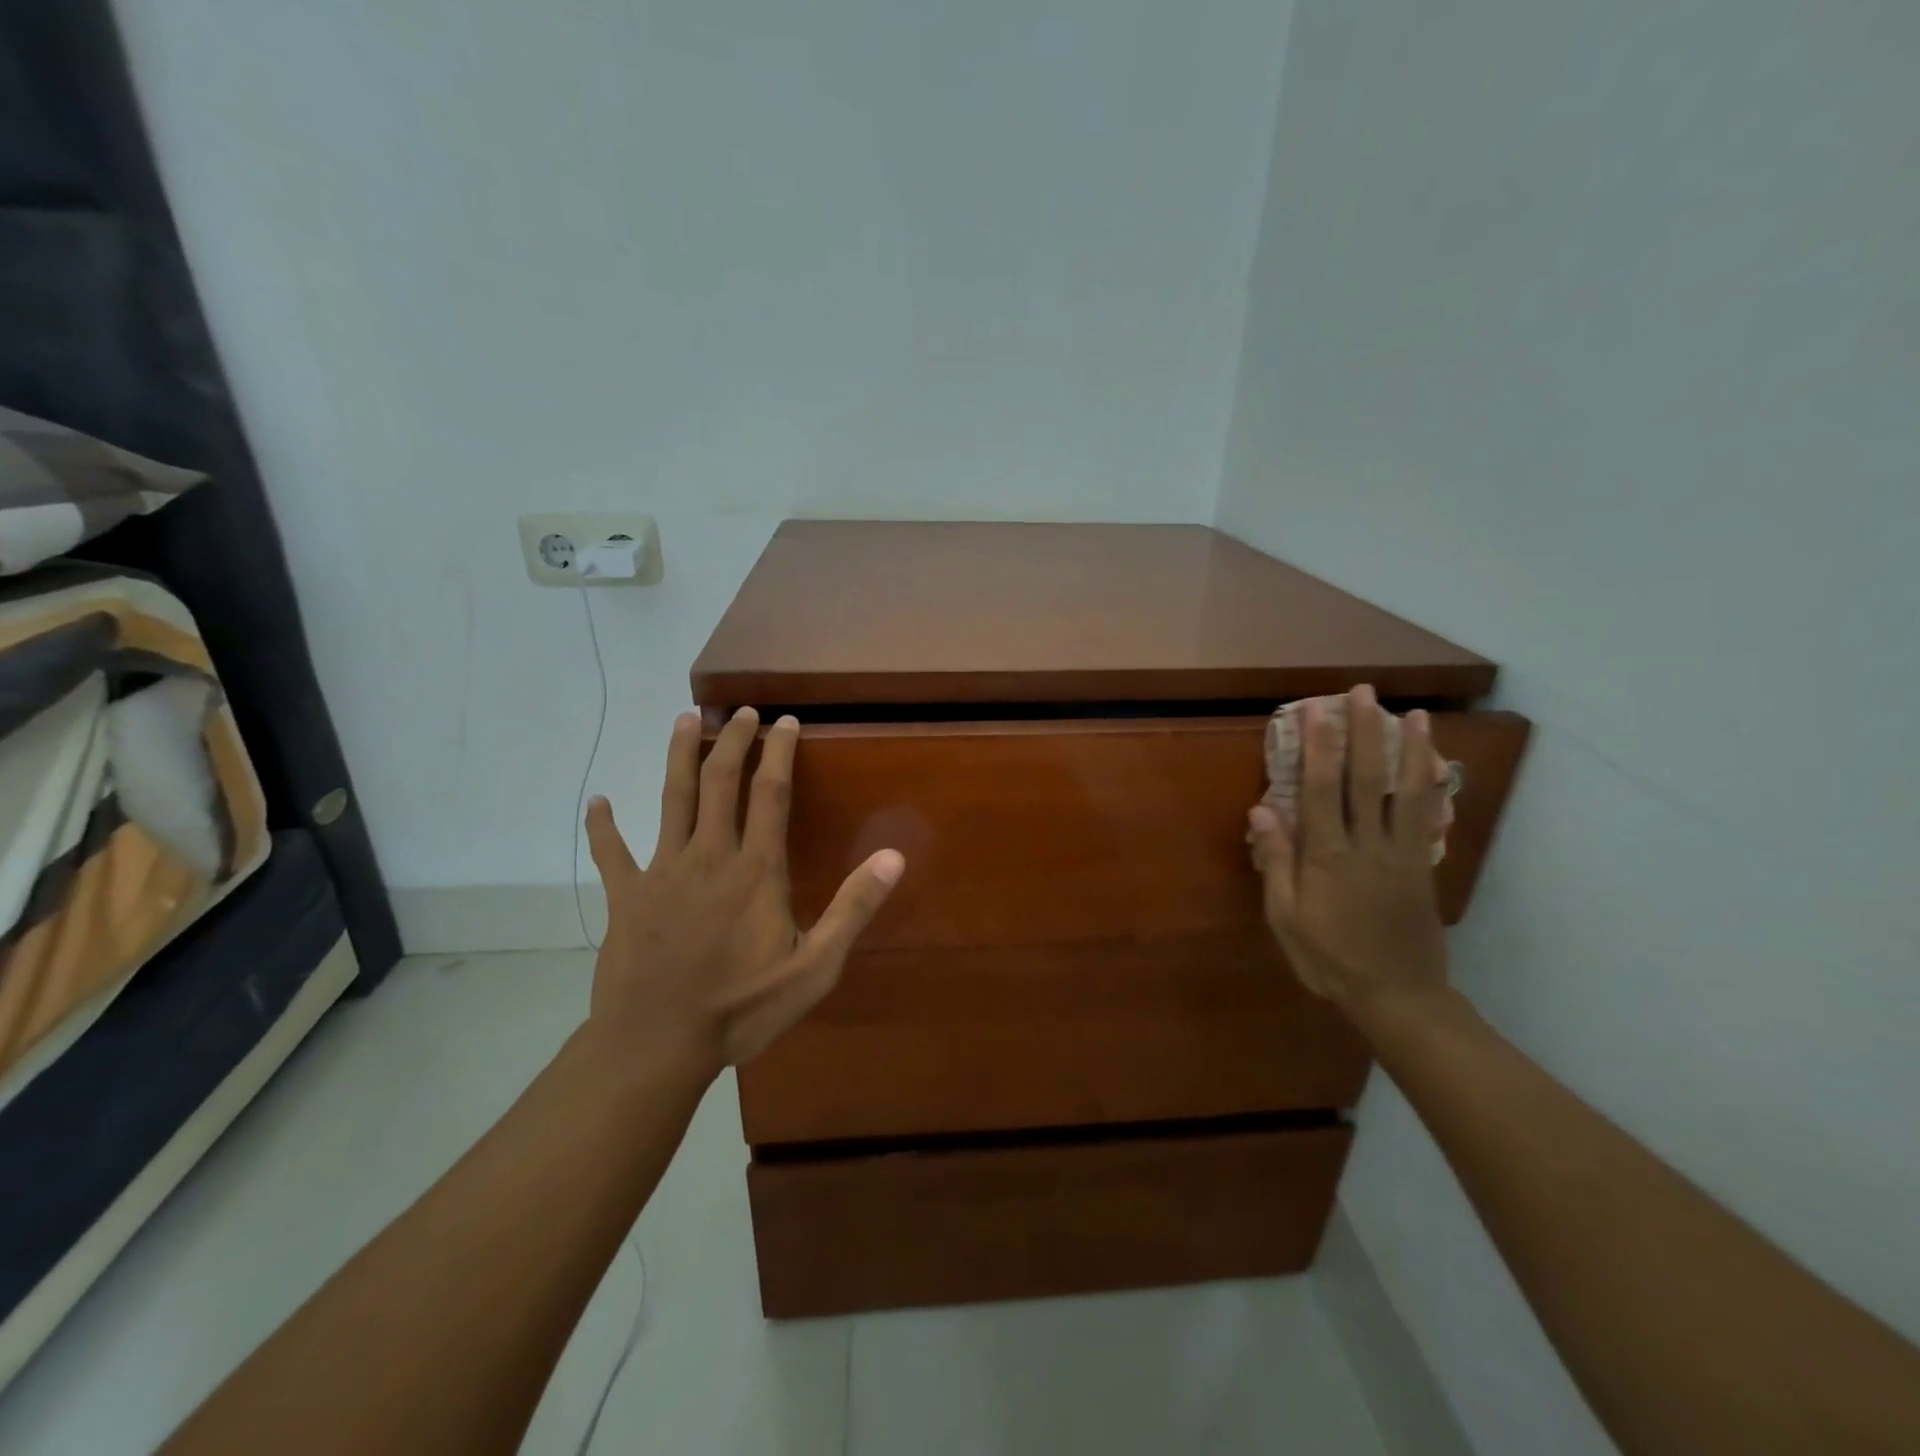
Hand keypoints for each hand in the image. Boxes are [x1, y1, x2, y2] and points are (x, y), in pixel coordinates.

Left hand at [582, 707, 904, 1077]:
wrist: (657, 1044)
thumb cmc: (742, 1008)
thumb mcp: (815, 968)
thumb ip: (853, 908)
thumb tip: (894, 856)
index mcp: (756, 868)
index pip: (770, 792)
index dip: (778, 751)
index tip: (785, 721)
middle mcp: (709, 855)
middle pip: (719, 780)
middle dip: (732, 740)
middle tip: (741, 711)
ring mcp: (661, 871)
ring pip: (671, 798)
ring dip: (678, 756)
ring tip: (684, 720)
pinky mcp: (625, 896)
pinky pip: (611, 852)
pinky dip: (602, 826)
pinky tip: (597, 803)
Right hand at [1247, 685, 1448, 1015]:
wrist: (1398, 996)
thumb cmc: (1330, 959)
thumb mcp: (1287, 918)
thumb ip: (1276, 862)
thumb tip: (1262, 811)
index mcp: (1328, 857)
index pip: (1321, 790)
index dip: (1318, 747)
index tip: (1315, 711)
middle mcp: (1368, 845)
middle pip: (1367, 779)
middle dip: (1363, 732)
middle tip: (1363, 693)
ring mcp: (1402, 854)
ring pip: (1407, 792)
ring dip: (1409, 749)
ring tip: (1413, 713)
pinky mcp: (1422, 866)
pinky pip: (1429, 818)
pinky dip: (1432, 785)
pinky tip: (1433, 763)